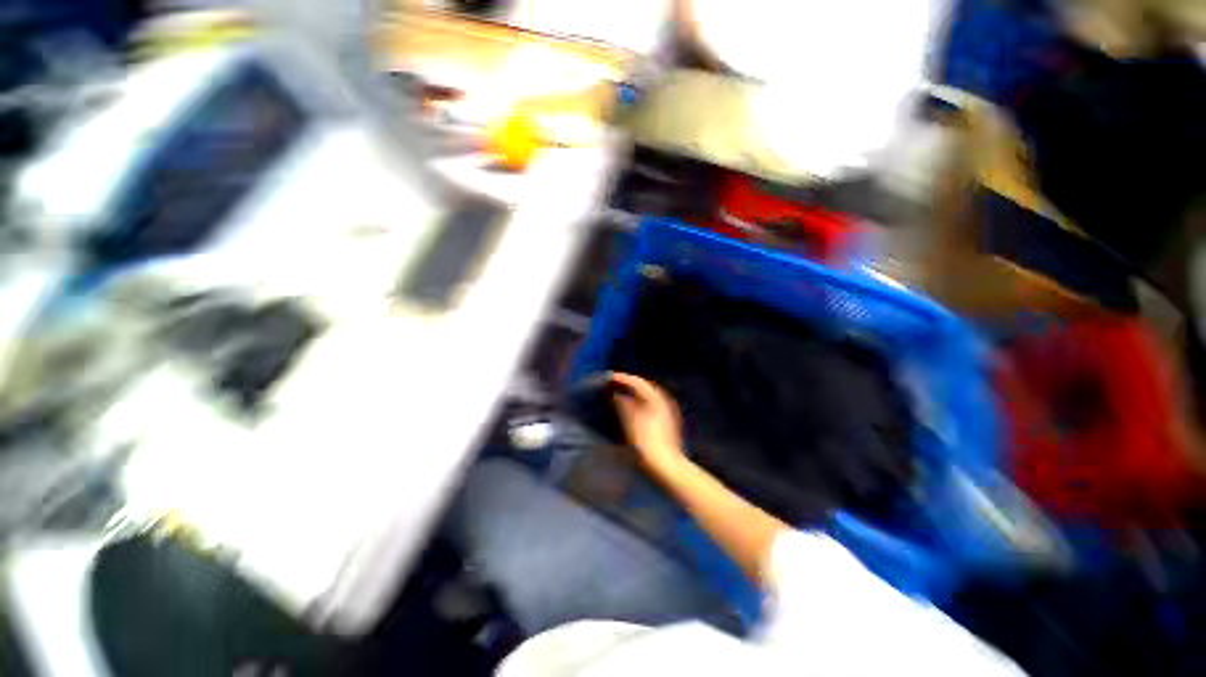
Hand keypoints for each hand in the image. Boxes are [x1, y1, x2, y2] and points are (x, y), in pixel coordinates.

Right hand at [609, 372, 686, 469]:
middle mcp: (664, 401)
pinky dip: (641, 401)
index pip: (638, 382)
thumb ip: (623, 404)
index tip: (610, 377)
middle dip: (630, 383)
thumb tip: (616, 395)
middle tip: (615, 383)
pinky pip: (652, 403)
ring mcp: (668, 411)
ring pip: (649, 395)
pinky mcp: (667, 420)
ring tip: (622, 393)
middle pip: (645, 386)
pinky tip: (633, 408)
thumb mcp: (630, 421)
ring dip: (635, 392)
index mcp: (656, 398)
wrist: (665, 464)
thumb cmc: (647, 442)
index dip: (623, 378)